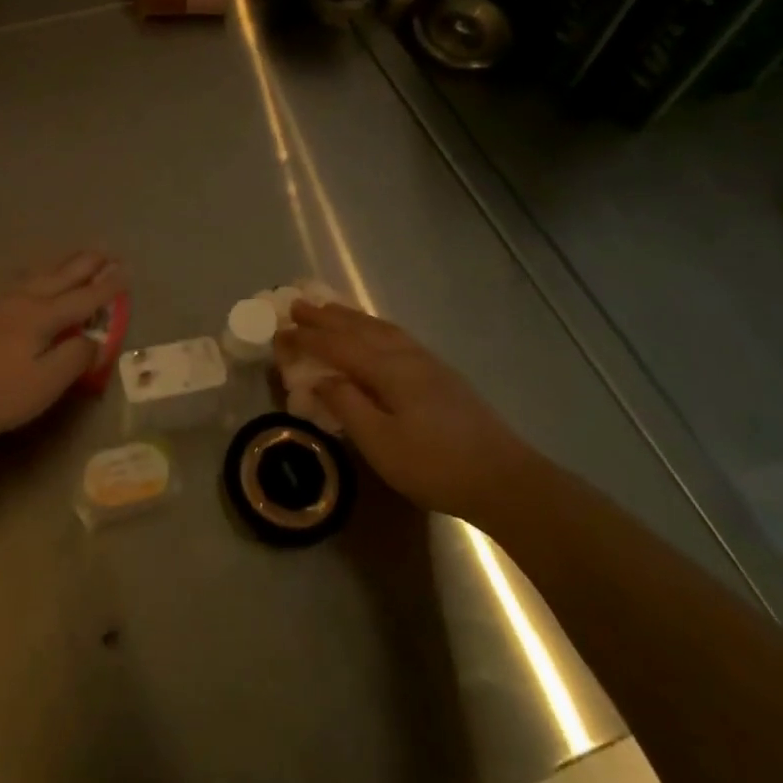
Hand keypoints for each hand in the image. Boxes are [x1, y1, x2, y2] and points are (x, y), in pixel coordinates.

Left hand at [0, 251, 127, 439]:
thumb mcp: (46, 383)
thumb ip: (75, 357)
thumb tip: (92, 339)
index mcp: (43, 317)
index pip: (84, 298)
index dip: (107, 287)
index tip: (126, 271)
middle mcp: (23, 300)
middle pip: (61, 277)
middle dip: (86, 265)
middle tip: (106, 251)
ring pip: (36, 276)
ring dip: (60, 265)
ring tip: (73, 258)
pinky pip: (17, 283)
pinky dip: (35, 276)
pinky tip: (30, 280)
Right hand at [275, 301, 529, 517]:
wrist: (503, 478)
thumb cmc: (434, 464)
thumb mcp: (380, 442)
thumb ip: (346, 404)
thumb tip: (318, 378)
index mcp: (387, 369)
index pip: (337, 345)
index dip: (306, 338)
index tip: (278, 331)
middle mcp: (405, 355)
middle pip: (358, 328)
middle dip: (325, 316)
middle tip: (296, 304)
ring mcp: (426, 362)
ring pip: (379, 328)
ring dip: (350, 316)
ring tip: (328, 308)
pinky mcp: (440, 374)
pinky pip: (395, 336)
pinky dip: (373, 326)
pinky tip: (374, 332)